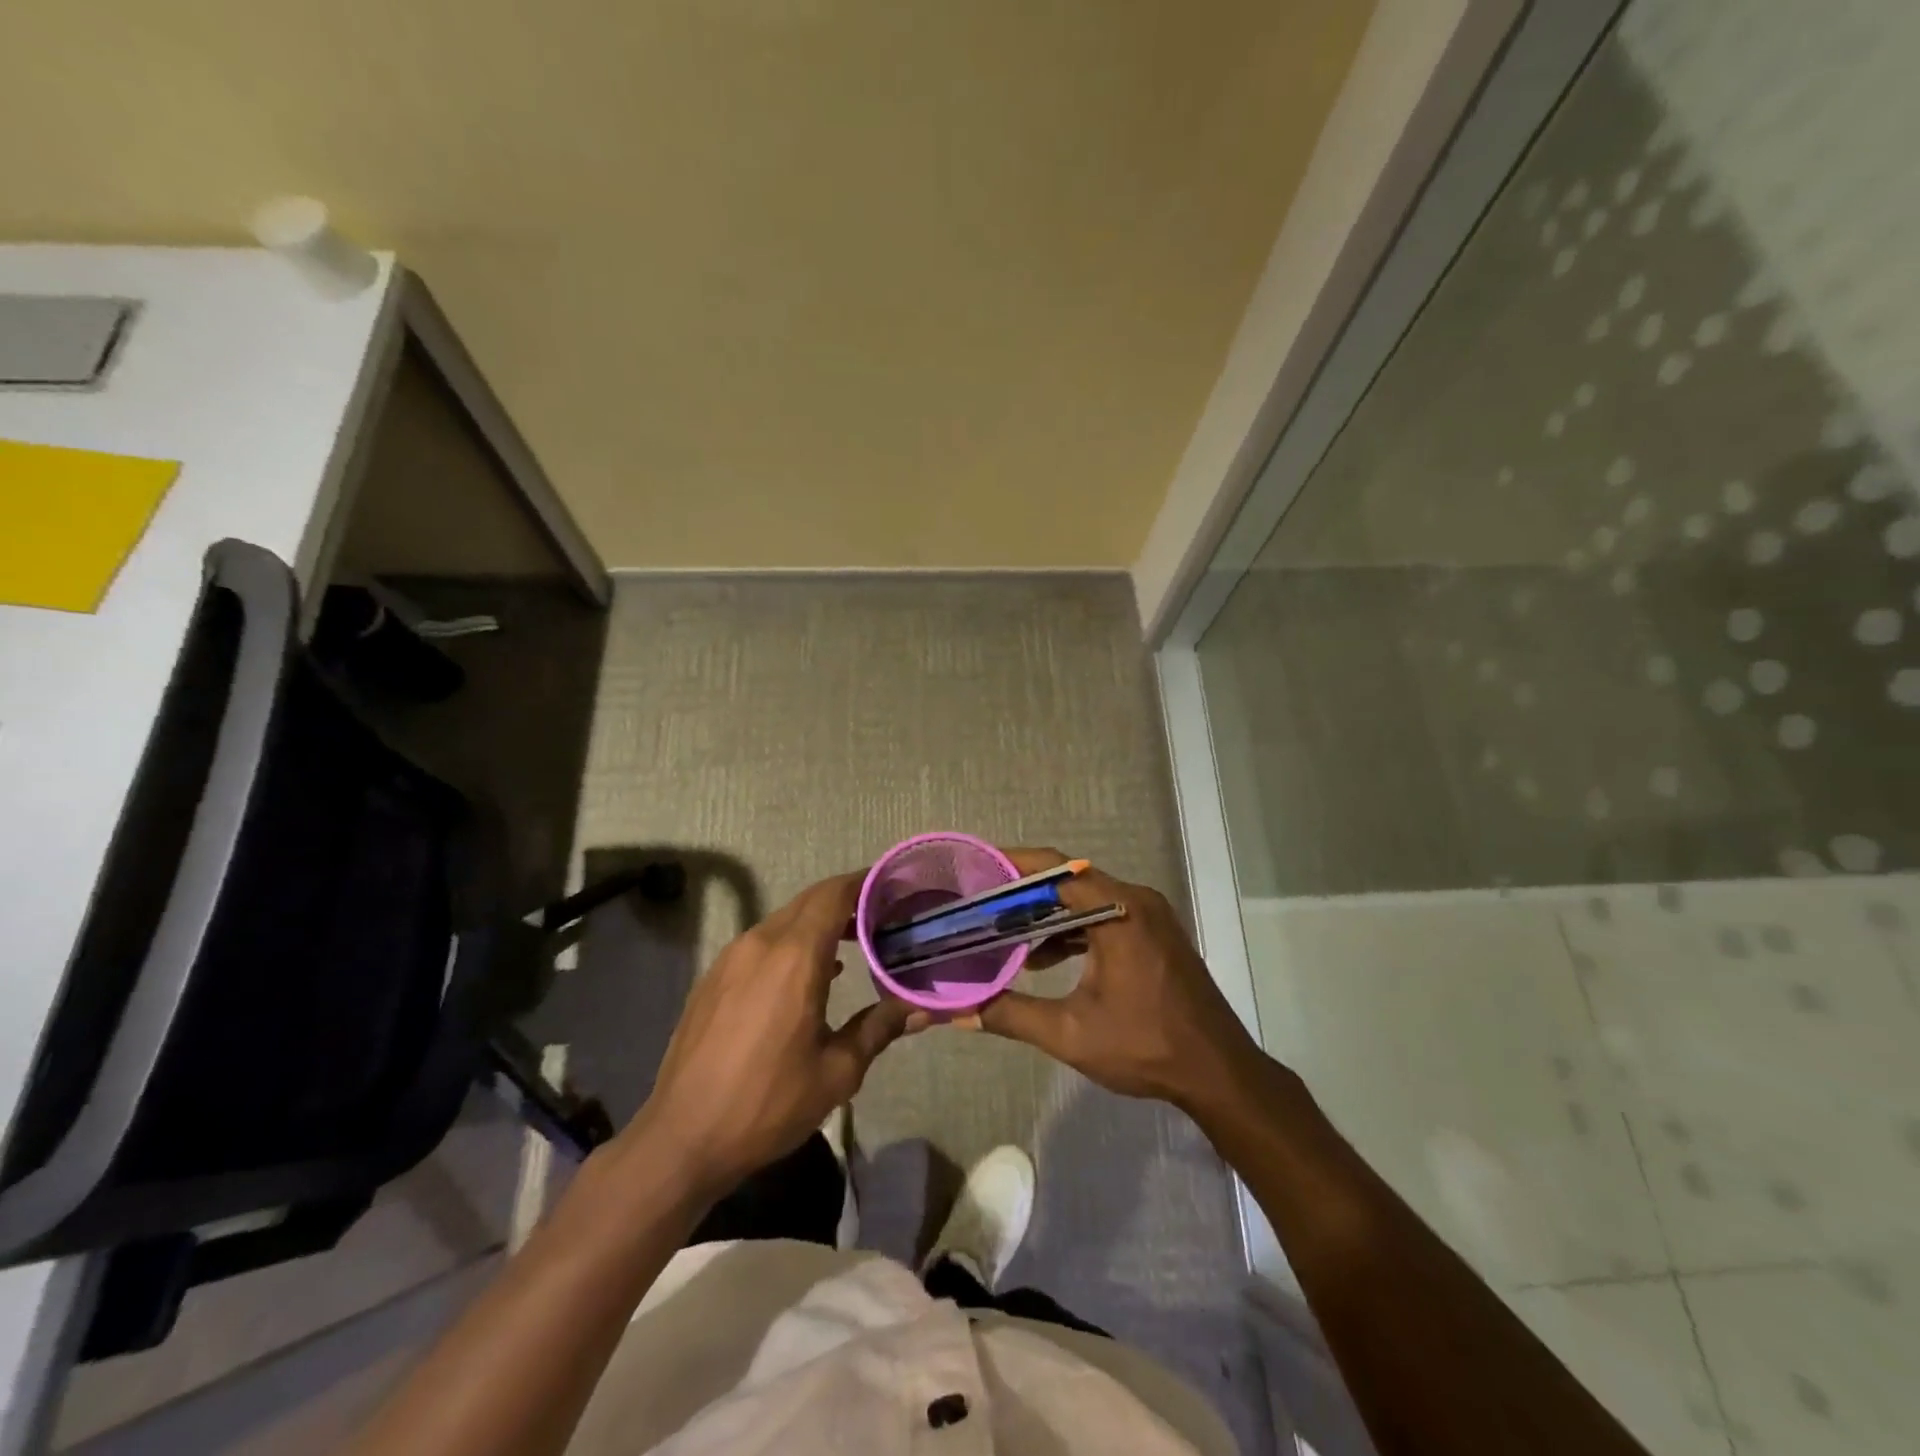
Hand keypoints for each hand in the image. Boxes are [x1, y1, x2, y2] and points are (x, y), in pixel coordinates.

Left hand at [632, 873, 911, 1201]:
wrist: (681, 1138)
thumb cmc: (767, 1104)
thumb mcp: (837, 1072)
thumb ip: (879, 1028)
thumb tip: (922, 1010)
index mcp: (794, 957)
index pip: (834, 895)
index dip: (864, 882)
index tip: (892, 884)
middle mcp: (760, 943)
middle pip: (809, 901)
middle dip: (846, 900)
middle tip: (882, 914)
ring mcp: (731, 958)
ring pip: (784, 920)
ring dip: (818, 922)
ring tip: (852, 943)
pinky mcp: (713, 977)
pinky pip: (761, 942)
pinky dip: (791, 942)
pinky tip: (808, 975)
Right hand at [977, 849, 1272, 1116]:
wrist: (1219, 1072)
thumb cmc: (1146, 1046)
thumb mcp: (1071, 1033)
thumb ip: (1012, 1015)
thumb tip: (961, 1012)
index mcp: (1119, 911)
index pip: (1057, 870)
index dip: (1014, 866)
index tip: (978, 870)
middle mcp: (1136, 901)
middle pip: (1070, 881)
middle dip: (1023, 892)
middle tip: (980, 903)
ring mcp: (1149, 916)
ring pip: (1087, 900)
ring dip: (1047, 914)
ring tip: (1003, 932)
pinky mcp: (1155, 934)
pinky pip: (1104, 916)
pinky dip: (1072, 930)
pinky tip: (1044, 960)